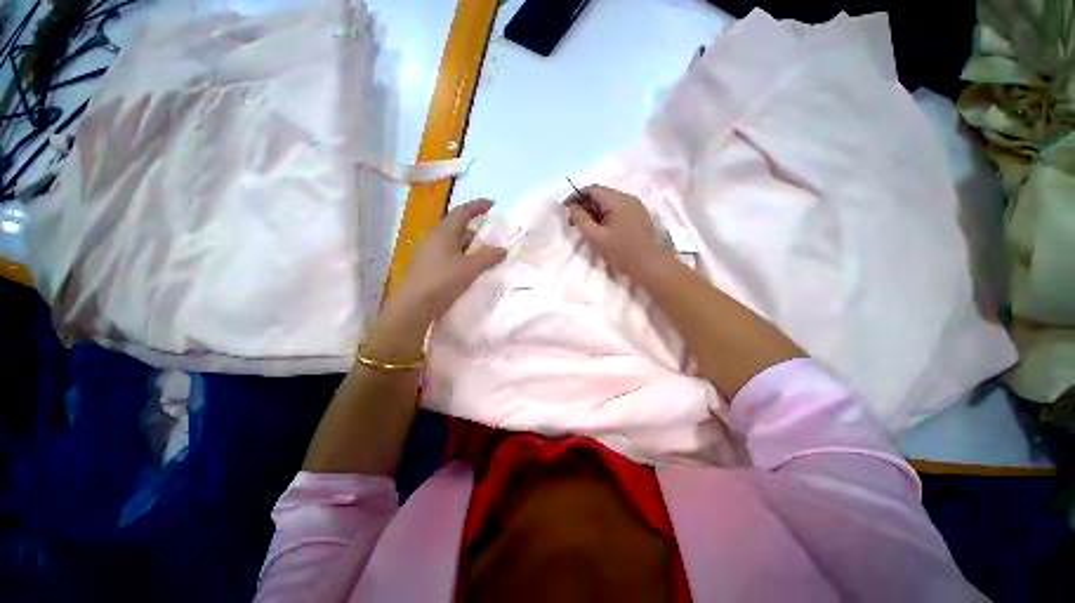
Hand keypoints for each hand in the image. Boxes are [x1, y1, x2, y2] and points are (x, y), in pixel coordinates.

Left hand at [389, 199, 506, 322]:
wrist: (414, 304)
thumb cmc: (442, 280)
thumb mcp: (470, 268)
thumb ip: (488, 257)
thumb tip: (502, 249)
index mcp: (443, 233)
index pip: (462, 212)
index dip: (477, 206)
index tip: (491, 204)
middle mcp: (434, 238)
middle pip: (457, 227)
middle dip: (474, 229)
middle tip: (490, 236)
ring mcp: (428, 252)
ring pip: (452, 242)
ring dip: (468, 245)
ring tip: (482, 254)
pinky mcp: (427, 266)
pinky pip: (448, 254)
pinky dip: (461, 256)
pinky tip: (468, 268)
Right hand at [567, 185, 668, 279]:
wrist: (649, 264)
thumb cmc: (621, 251)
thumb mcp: (596, 237)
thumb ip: (581, 219)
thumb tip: (573, 206)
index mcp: (616, 200)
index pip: (591, 189)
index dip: (576, 197)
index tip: (565, 209)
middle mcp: (627, 197)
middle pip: (601, 194)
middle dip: (585, 205)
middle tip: (574, 222)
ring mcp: (635, 206)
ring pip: (609, 202)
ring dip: (595, 211)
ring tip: (587, 227)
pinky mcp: (639, 215)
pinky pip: (618, 209)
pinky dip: (606, 215)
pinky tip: (602, 228)